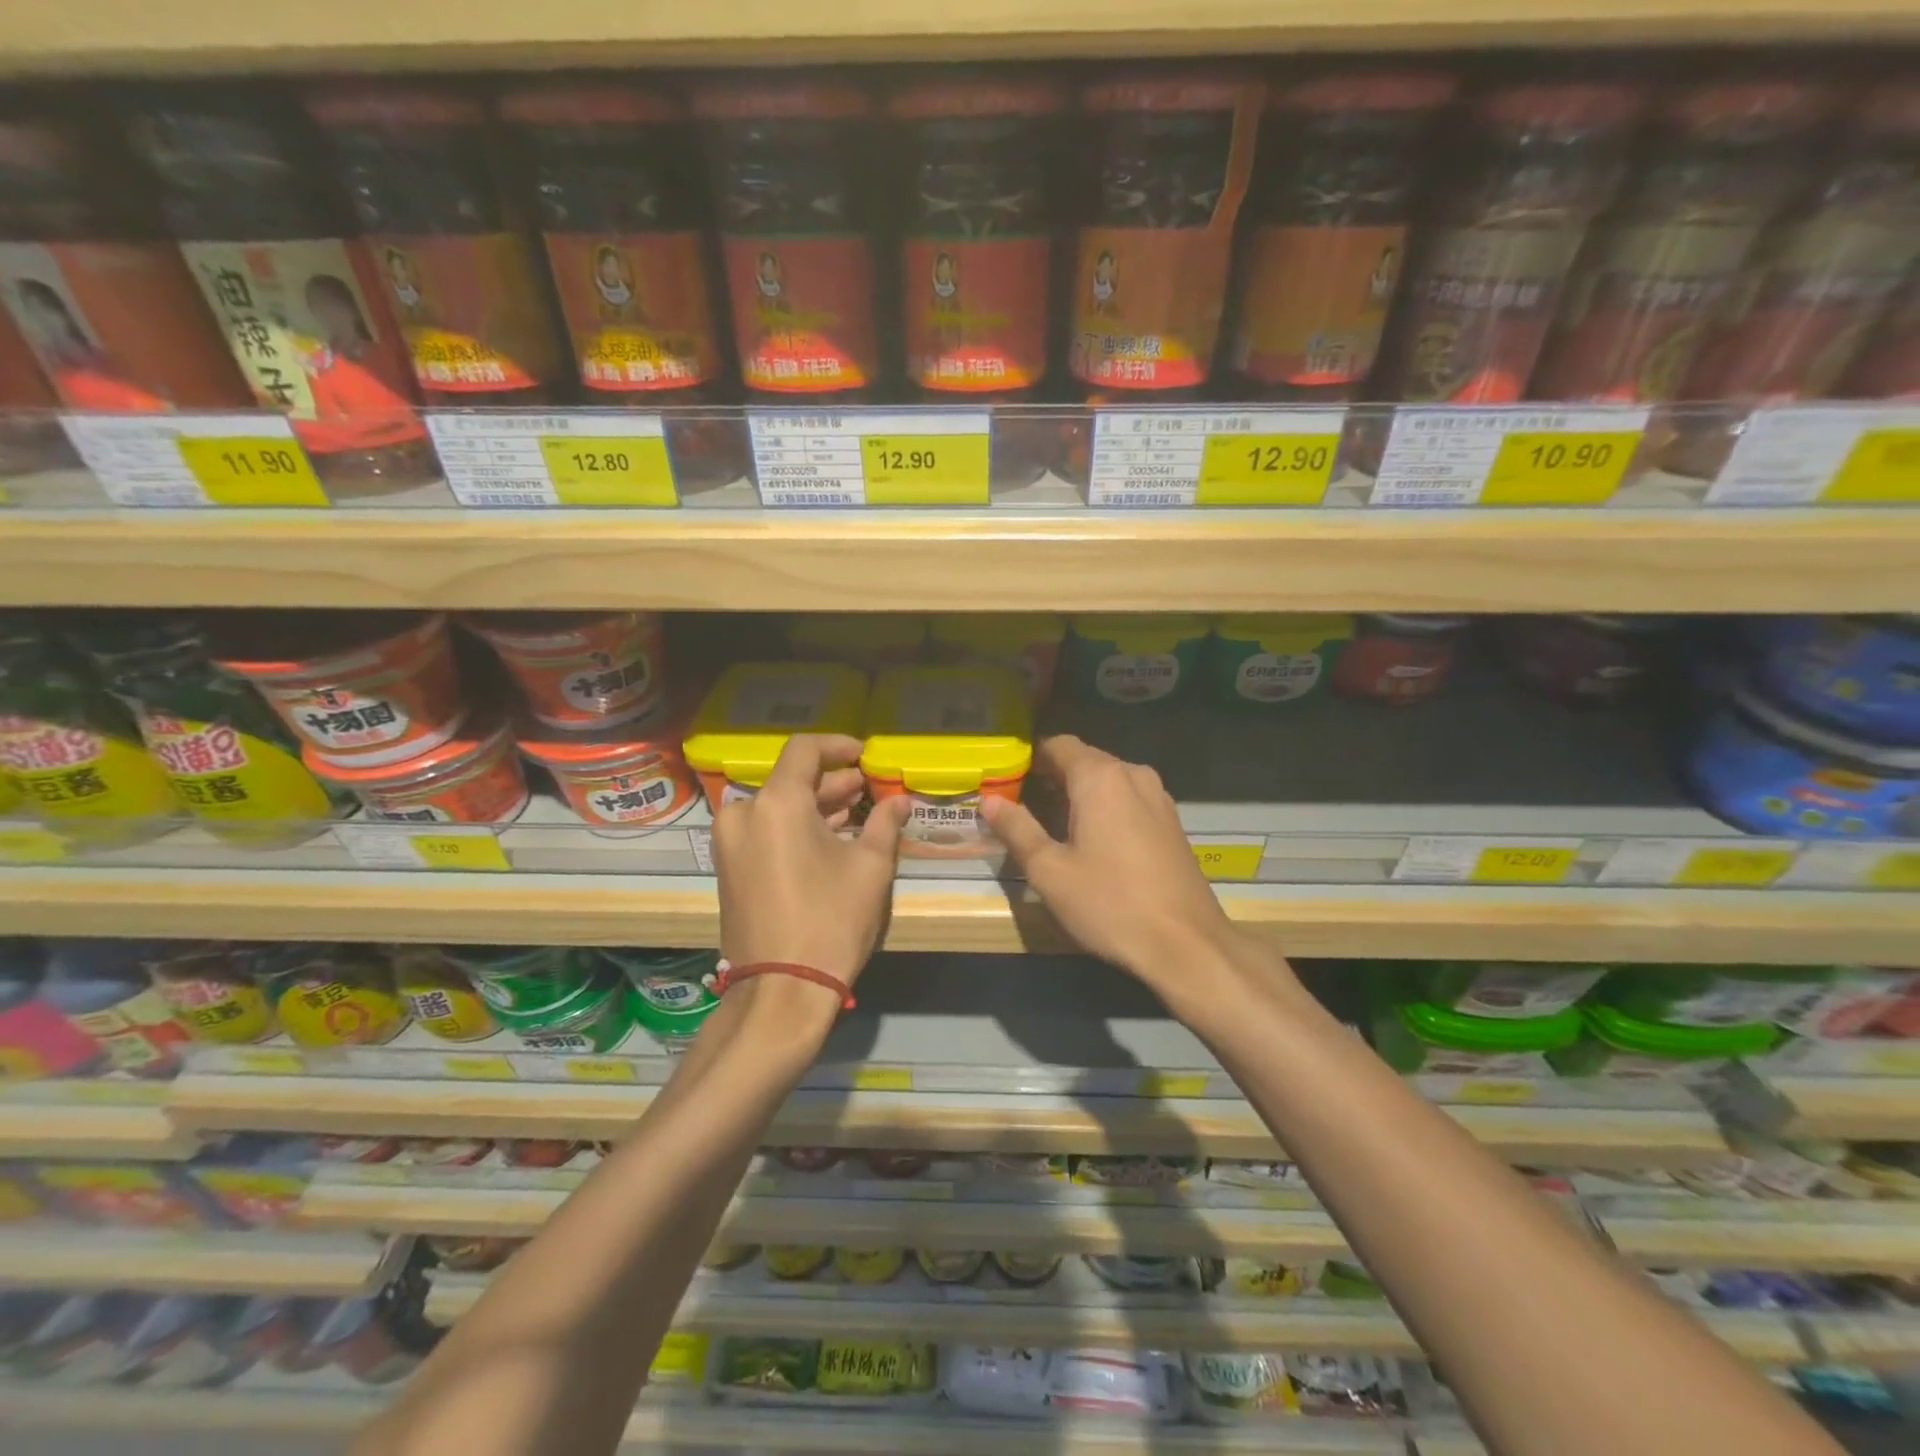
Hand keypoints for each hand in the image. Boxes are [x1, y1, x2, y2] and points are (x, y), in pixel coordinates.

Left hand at [711, 734, 910, 989]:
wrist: (781, 991)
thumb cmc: (830, 921)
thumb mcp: (870, 868)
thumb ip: (884, 823)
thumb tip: (899, 801)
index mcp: (776, 803)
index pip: (805, 750)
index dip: (838, 746)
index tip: (865, 755)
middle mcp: (744, 813)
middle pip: (791, 780)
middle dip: (832, 782)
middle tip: (867, 788)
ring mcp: (730, 843)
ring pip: (777, 807)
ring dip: (815, 806)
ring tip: (855, 812)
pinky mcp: (729, 868)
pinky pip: (765, 831)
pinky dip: (795, 827)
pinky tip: (830, 838)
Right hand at [982, 735, 1245, 995]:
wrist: (1187, 944)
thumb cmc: (1110, 903)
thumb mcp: (1050, 871)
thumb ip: (1017, 829)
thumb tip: (989, 800)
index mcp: (1100, 777)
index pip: (1058, 745)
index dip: (1028, 759)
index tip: (1005, 780)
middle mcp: (1133, 775)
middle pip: (1084, 760)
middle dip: (1051, 777)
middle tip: (1020, 806)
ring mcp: (1159, 797)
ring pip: (1108, 780)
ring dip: (1079, 793)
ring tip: (1052, 825)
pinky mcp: (1172, 822)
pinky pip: (1129, 799)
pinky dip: (1105, 807)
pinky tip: (1092, 841)